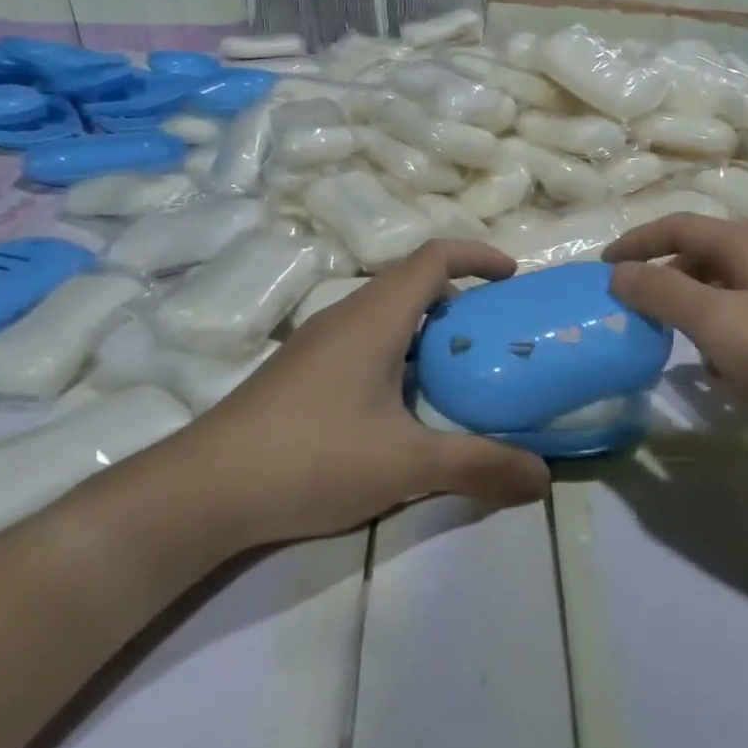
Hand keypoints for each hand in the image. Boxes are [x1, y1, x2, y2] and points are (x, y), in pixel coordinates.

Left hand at [182, 240, 551, 546]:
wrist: (203, 490)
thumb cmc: (312, 457)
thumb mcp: (406, 464)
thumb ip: (478, 466)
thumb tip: (544, 480)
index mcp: (375, 317)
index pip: (433, 258)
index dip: (478, 257)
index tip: (512, 278)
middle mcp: (345, 316)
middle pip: (411, 283)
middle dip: (459, 299)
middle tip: (494, 336)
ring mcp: (317, 344)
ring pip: (385, 315)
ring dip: (426, 330)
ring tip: (458, 372)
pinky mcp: (300, 372)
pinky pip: (363, 341)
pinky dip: (398, 353)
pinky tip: (402, 407)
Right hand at [603, 215, 747, 474]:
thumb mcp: (718, 323)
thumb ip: (663, 293)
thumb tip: (618, 271)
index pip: (677, 226)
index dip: (636, 242)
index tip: (602, 266)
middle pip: (702, 255)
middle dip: (663, 278)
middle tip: (633, 308)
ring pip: (727, 289)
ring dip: (694, 309)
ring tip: (672, 343)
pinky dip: (725, 334)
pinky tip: (722, 371)